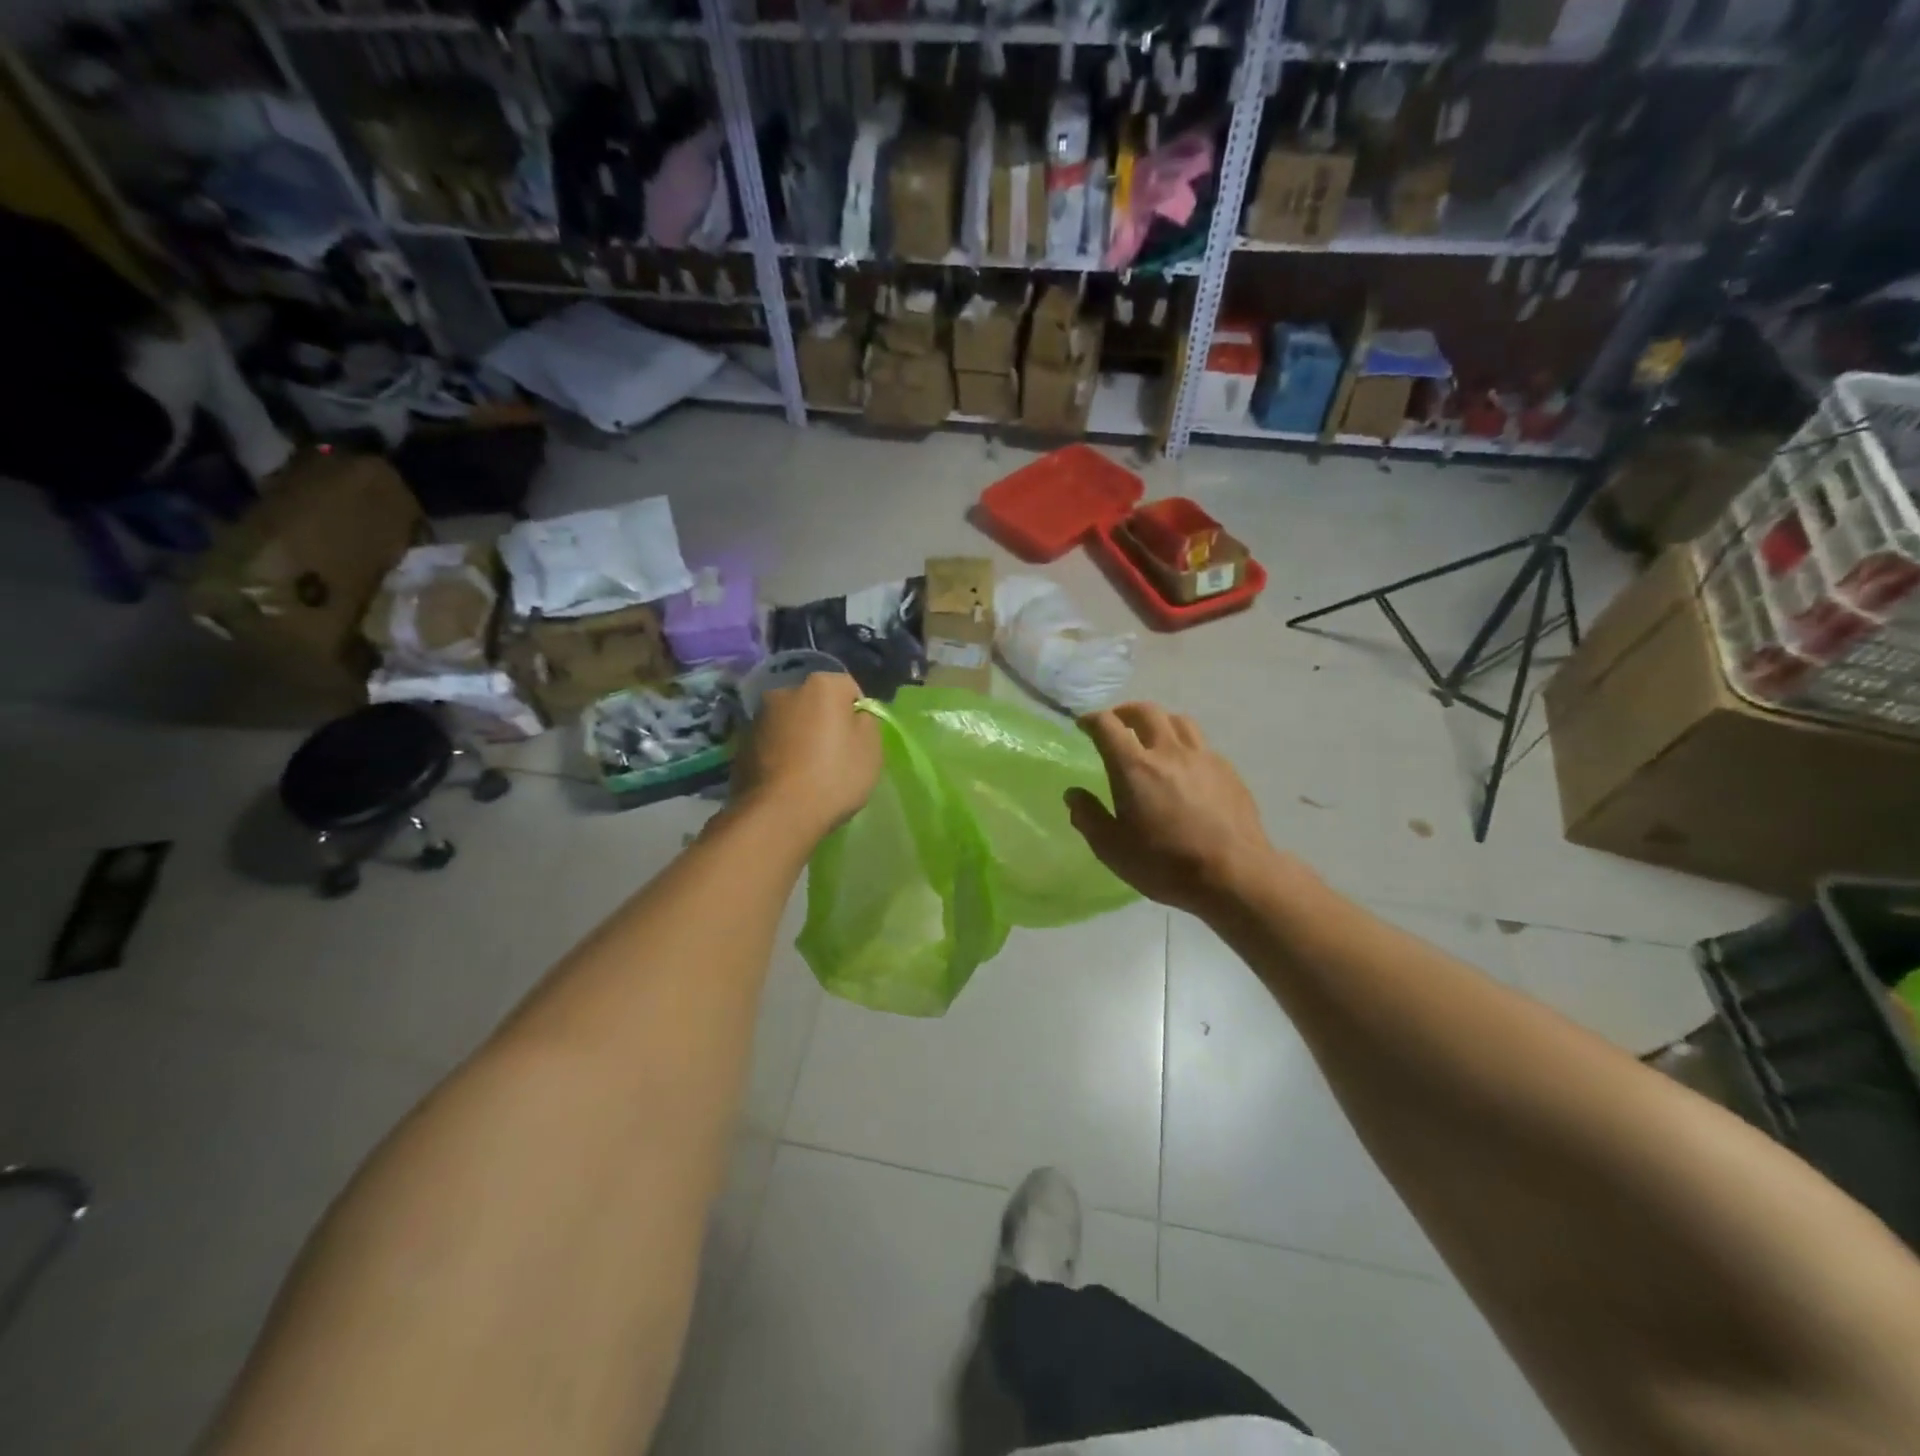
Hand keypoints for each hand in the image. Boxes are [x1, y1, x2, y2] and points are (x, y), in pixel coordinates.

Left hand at [731, 671, 881, 841]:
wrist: (777, 813)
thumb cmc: (833, 776)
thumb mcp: (871, 749)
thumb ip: (866, 722)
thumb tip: (854, 717)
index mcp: (821, 685)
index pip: (848, 689)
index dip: (857, 715)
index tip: (858, 742)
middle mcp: (785, 691)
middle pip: (815, 703)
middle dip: (824, 722)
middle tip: (834, 756)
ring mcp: (758, 717)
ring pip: (790, 722)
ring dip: (799, 738)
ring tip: (808, 772)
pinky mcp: (740, 743)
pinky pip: (771, 743)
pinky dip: (780, 754)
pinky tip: (787, 780)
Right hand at [1066, 703, 1277, 916]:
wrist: (1234, 875)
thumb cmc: (1165, 864)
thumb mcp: (1112, 849)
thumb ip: (1089, 817)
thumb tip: (1074, 794)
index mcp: (1134, 768)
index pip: (1107, 726)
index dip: (1091, 720)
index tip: (1083, 725)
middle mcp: (1168, 751)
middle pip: (1146, 711)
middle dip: (1125, 712)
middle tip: (1116, 723)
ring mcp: (1202, 757)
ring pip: (1178, 720)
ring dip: (1158, 721)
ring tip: (1151, 736)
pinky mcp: (1227, 770)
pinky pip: (1201, 743)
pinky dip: (1184, 744)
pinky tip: (1184, 765)